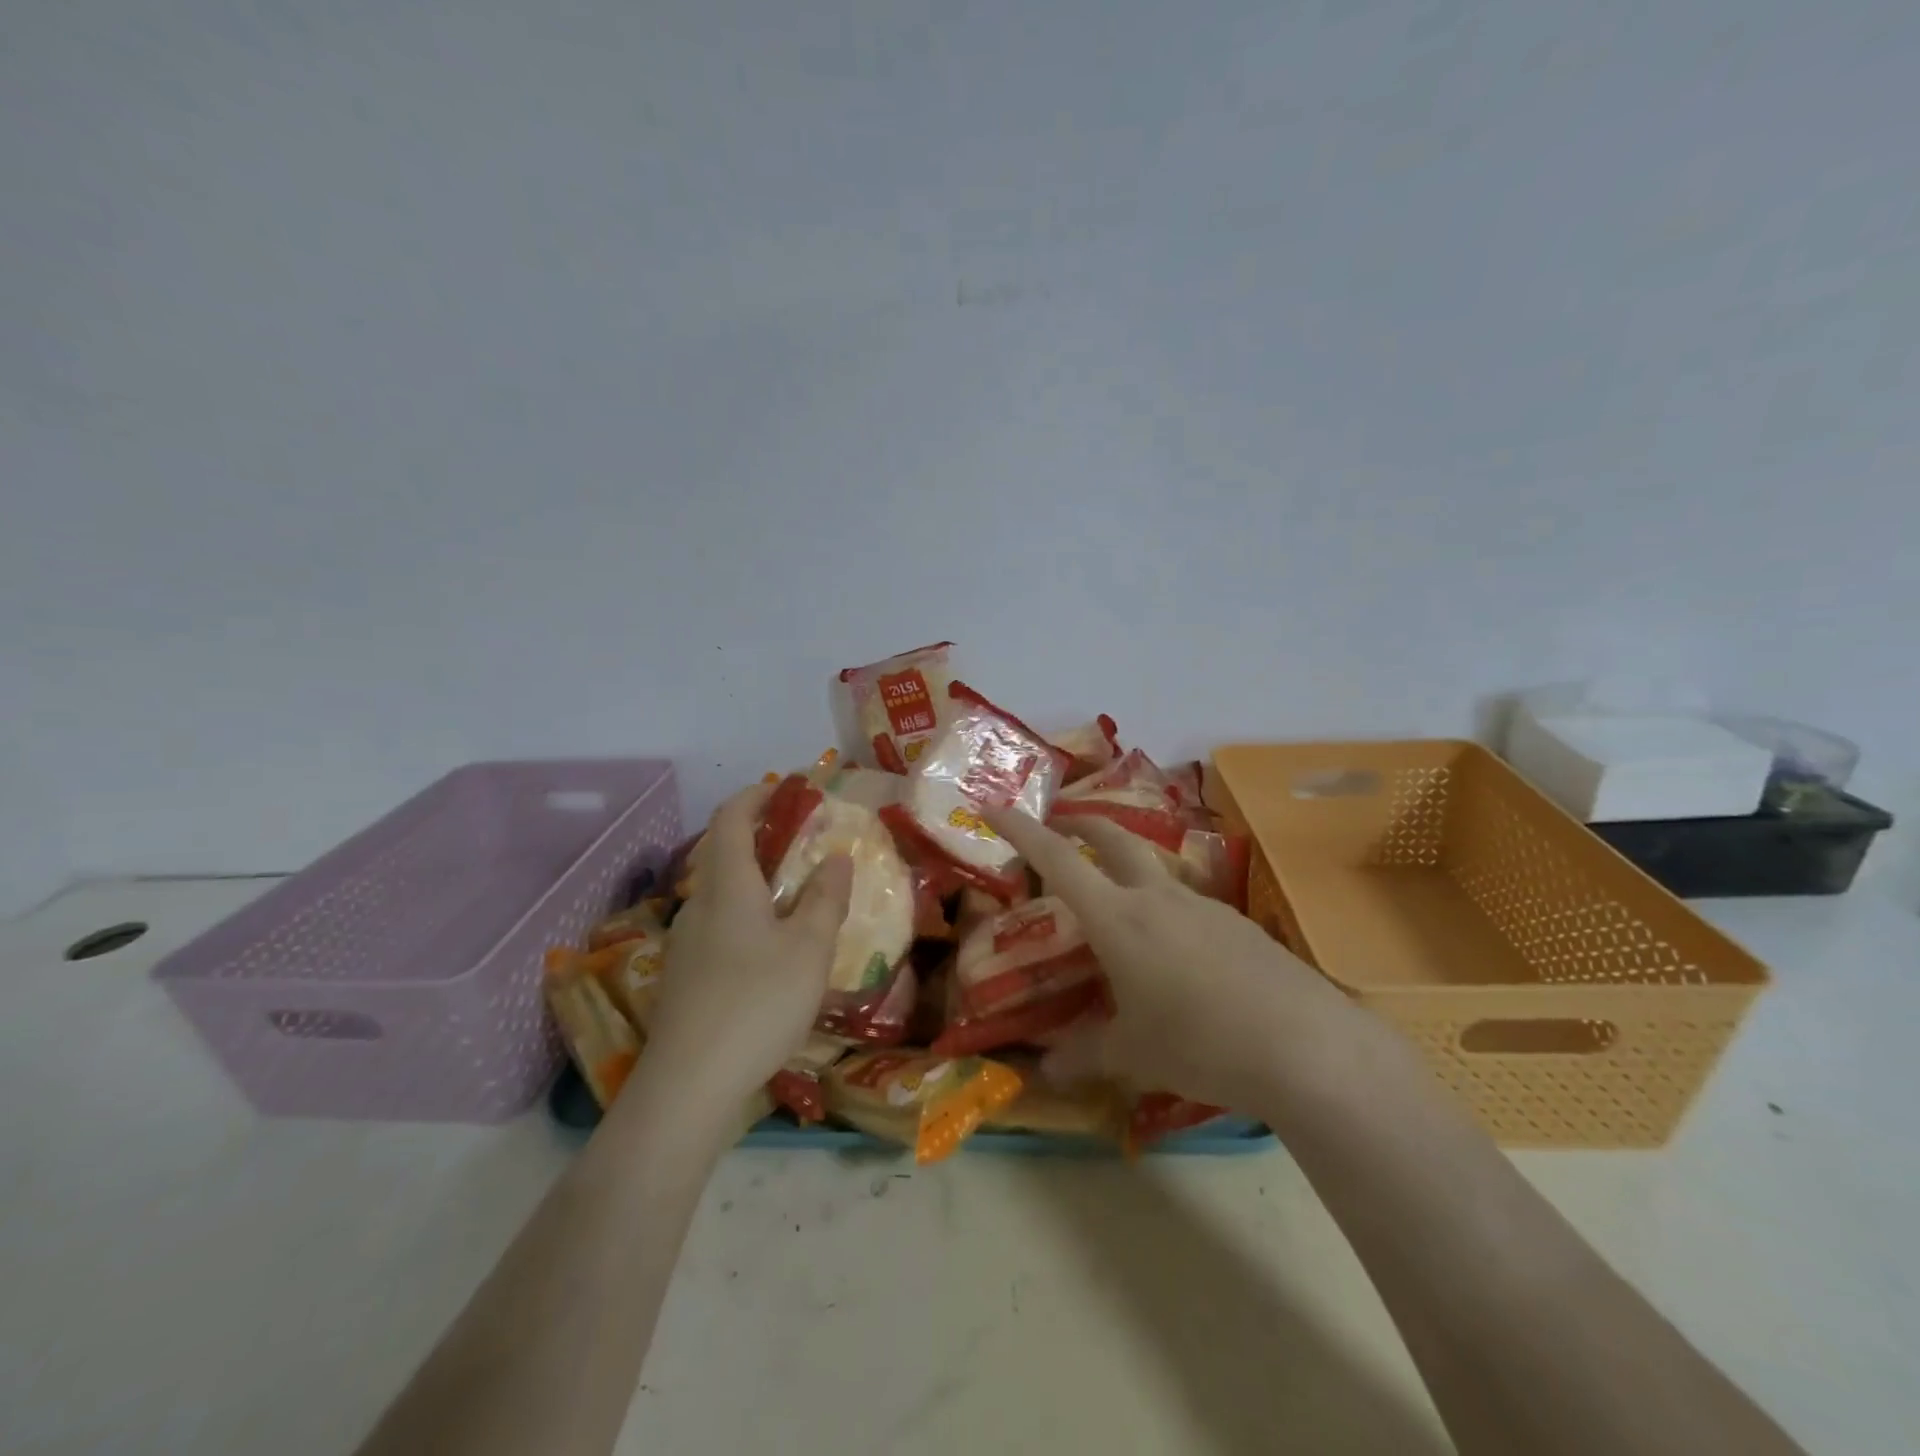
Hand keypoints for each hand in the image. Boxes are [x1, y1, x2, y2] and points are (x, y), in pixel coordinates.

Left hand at [645, 784, 853, 1107]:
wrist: (688, 1086)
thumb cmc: (757, 1002)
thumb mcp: (809, 949)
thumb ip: (825, 899)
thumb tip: (835, 857)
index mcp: (728, 886)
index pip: (731, 819)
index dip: (756, 796)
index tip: (785, 788)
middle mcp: (699, 905)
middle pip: (722, 853)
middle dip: (759, 836)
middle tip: (802, 839)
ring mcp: (686, 942)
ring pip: (721, 892)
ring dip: (754, 877)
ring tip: (795, 892)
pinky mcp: (686, 976)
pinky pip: (718, 923)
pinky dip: (746, 912)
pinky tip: (770, 945)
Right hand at [984, 806, 1358, 1110]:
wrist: (1305, 1047)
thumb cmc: (1201, 1044)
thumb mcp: (1134, 1054)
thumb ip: (1085, 1055)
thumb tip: (1046, 1072)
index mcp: (1118, 920)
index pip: (1058, 860)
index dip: (1021, 831)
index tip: (993, 808)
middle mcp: (1158, 898)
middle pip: (1113, 838)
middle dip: (1080, 823)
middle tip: (1059, 823)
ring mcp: (1204, 906)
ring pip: (1154, 869)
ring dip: (1127, 867)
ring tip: (1117, 902)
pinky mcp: (1239, 925)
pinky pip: (1189, 905)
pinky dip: (1166, 910)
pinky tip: (1176, 955)